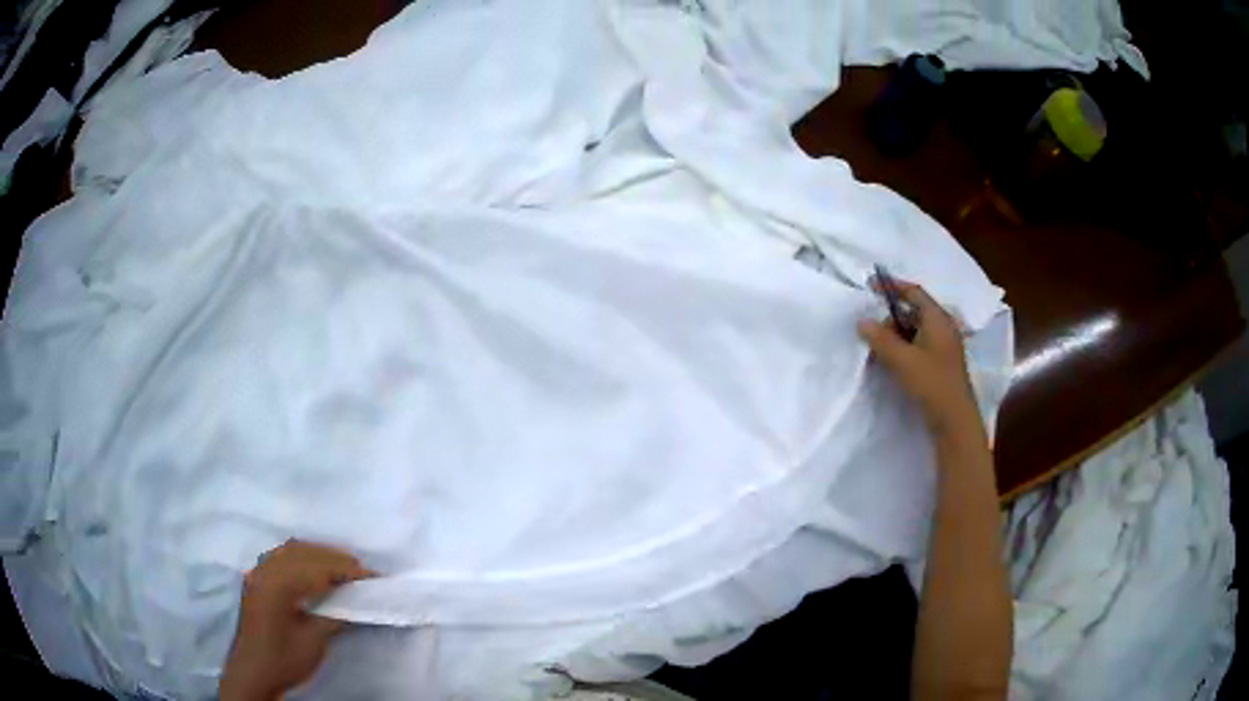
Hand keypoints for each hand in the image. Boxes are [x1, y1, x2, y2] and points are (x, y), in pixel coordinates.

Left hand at [219, 540, 374, 700]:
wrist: (253, 672)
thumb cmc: (284, 659)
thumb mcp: (314, 641)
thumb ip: (334, 615)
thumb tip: (357, 600)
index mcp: (278, 584)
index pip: (318, 568)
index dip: (347, 570)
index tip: (373, 576)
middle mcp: (265, 570)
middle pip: (304, 552)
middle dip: (335, 558)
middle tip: (362, 570)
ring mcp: (258, 572)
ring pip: (291, 549)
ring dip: (318, 554)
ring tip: (342, 566)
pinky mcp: (256, 578)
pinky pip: (281, 555)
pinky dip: (302, 556)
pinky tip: (314, 568)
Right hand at [857, 279, 981, 436]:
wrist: (954, 420)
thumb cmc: (931, 383)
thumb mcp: (902, 360)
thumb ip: (880, 339)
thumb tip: (862, 321)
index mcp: (938, 319)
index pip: (914, 292)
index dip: (893, 287)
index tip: (871, 286)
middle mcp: (943, 328)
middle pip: (913, 312)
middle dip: (890, 318)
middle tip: (871, 332)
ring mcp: (943, 346)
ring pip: (915, 331)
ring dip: (894, 337)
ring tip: (877, 351)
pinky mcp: (940, 363)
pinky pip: (918, 346)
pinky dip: (903, 349)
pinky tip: (891, 363)